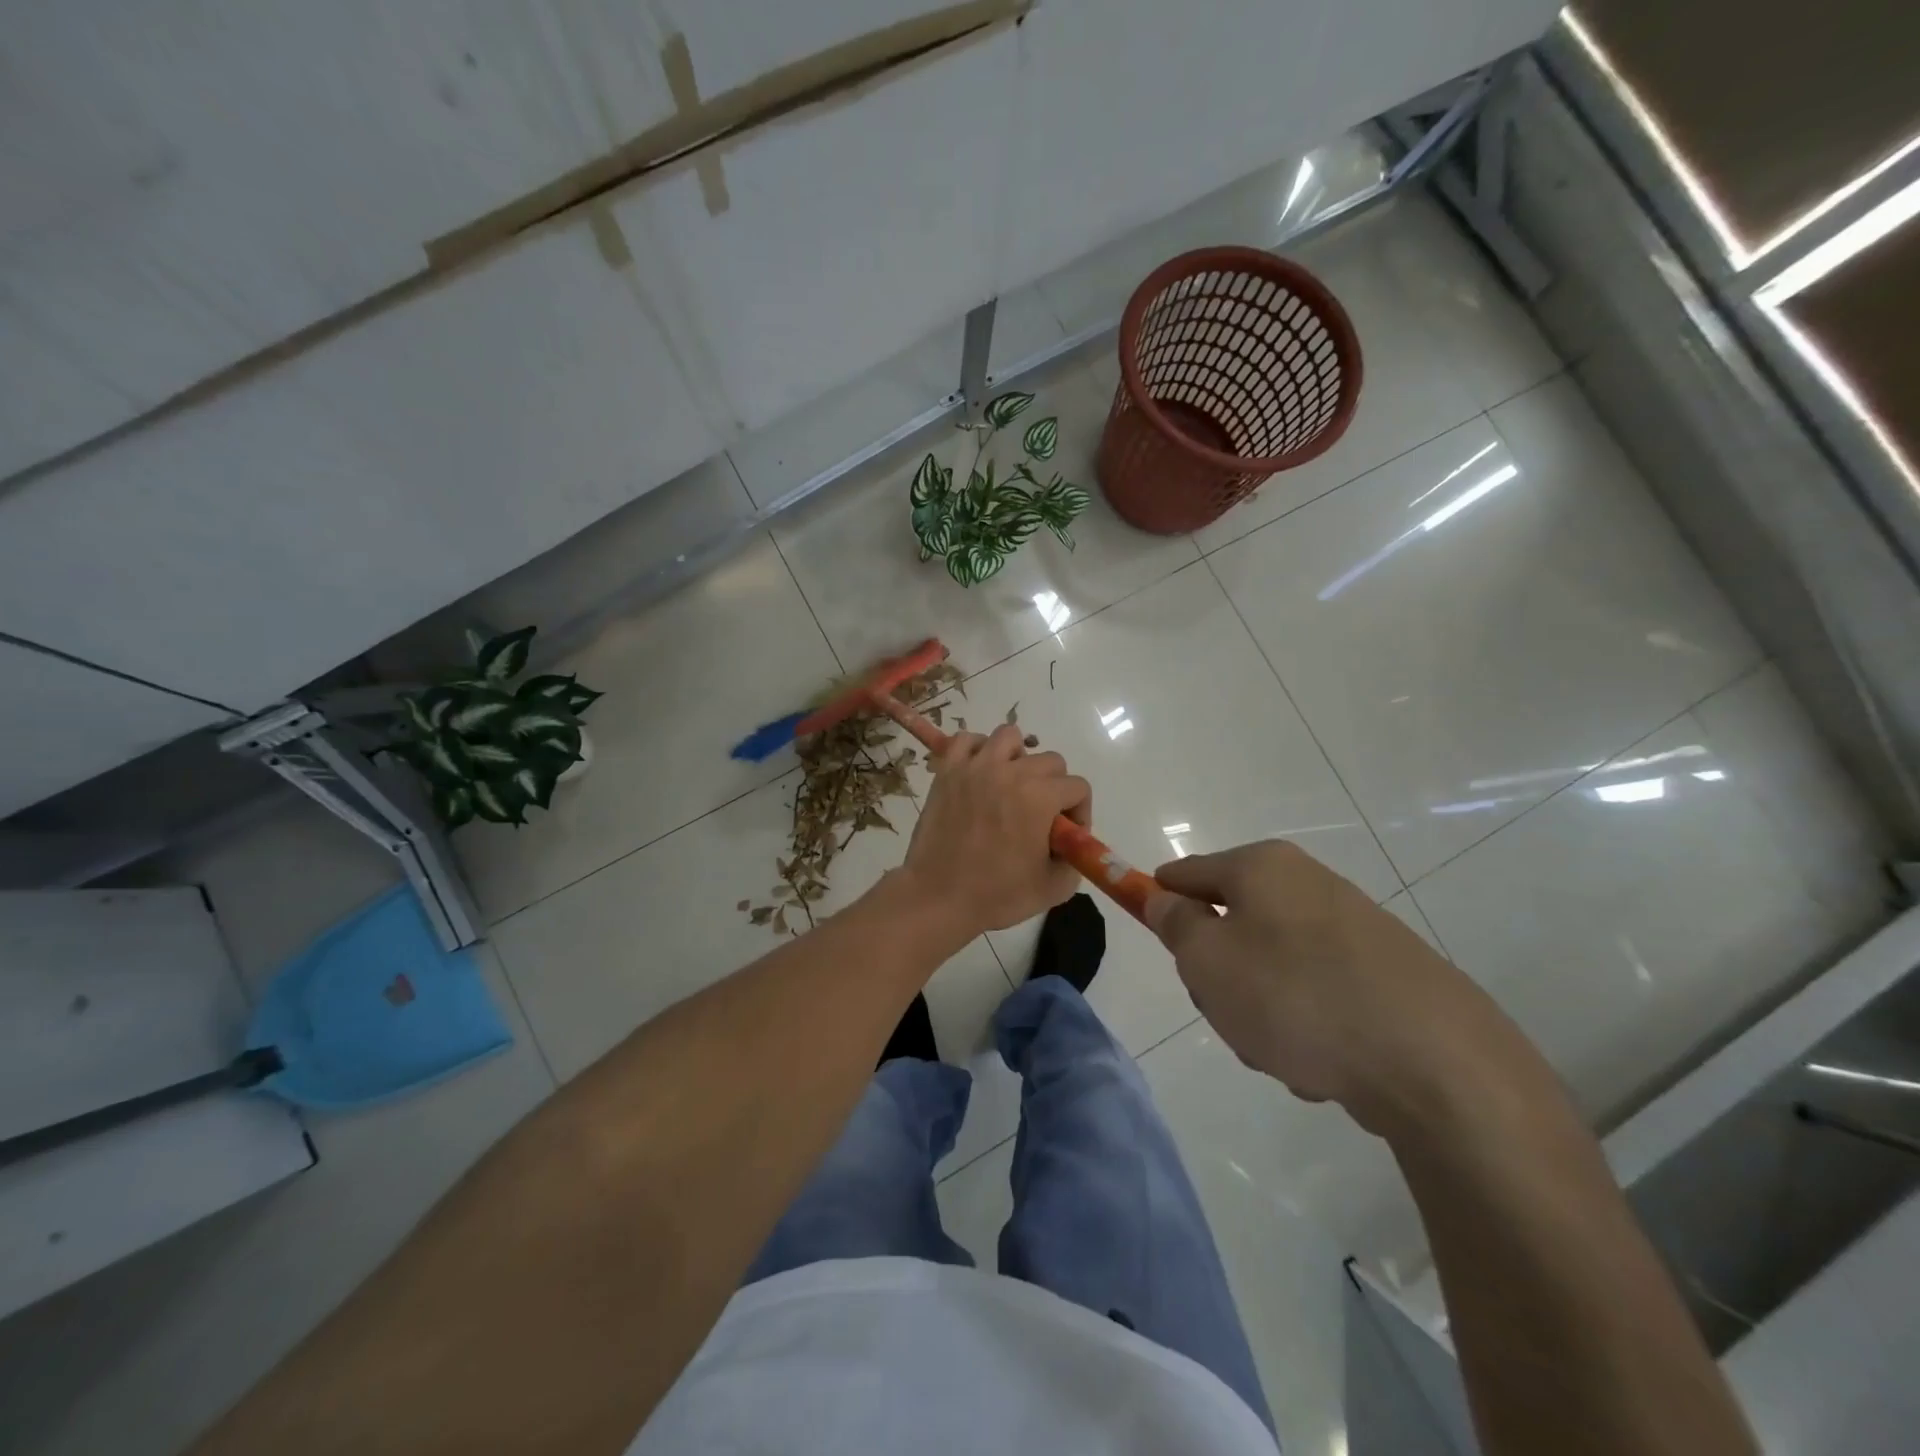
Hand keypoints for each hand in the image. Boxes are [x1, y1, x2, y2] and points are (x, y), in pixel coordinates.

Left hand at [901, 723, 1091, 938]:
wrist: (938, 897)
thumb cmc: (997, 896)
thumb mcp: (1054, 888)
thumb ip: (1075, 859)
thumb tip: (1072, 845)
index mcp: (1040, 797)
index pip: (1077, 787)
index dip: (1079, 812)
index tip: (1064, 835)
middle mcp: (1010, 772)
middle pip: (1049, 761)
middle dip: (1054, 787)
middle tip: (1039, 816)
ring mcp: (975, 767)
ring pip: (1009, 737)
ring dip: (1018, 758)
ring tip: (1011, 785)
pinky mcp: (947, 771)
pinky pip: (966, 740)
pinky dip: (977, 750)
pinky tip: (980, 774)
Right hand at [1144, 840, 1529, 1136]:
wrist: (1434, 1062)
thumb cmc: (1295, 996)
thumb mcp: (1207, 960)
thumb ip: (1175, 925)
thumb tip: (1166, 899)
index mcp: (1262, 868)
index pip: (1187, 872)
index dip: (1160, 898)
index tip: (1151, 931)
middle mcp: (1309, 884)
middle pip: (1233, 922)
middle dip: (1219, 970)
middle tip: (1223, 1006)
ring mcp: (1354, 929)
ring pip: (1272, 966)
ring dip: (1261, 1007)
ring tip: (1281, 1050)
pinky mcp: (1387, 975)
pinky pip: (1317, 995)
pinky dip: (1308, 1026)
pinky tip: (1324, 1064)